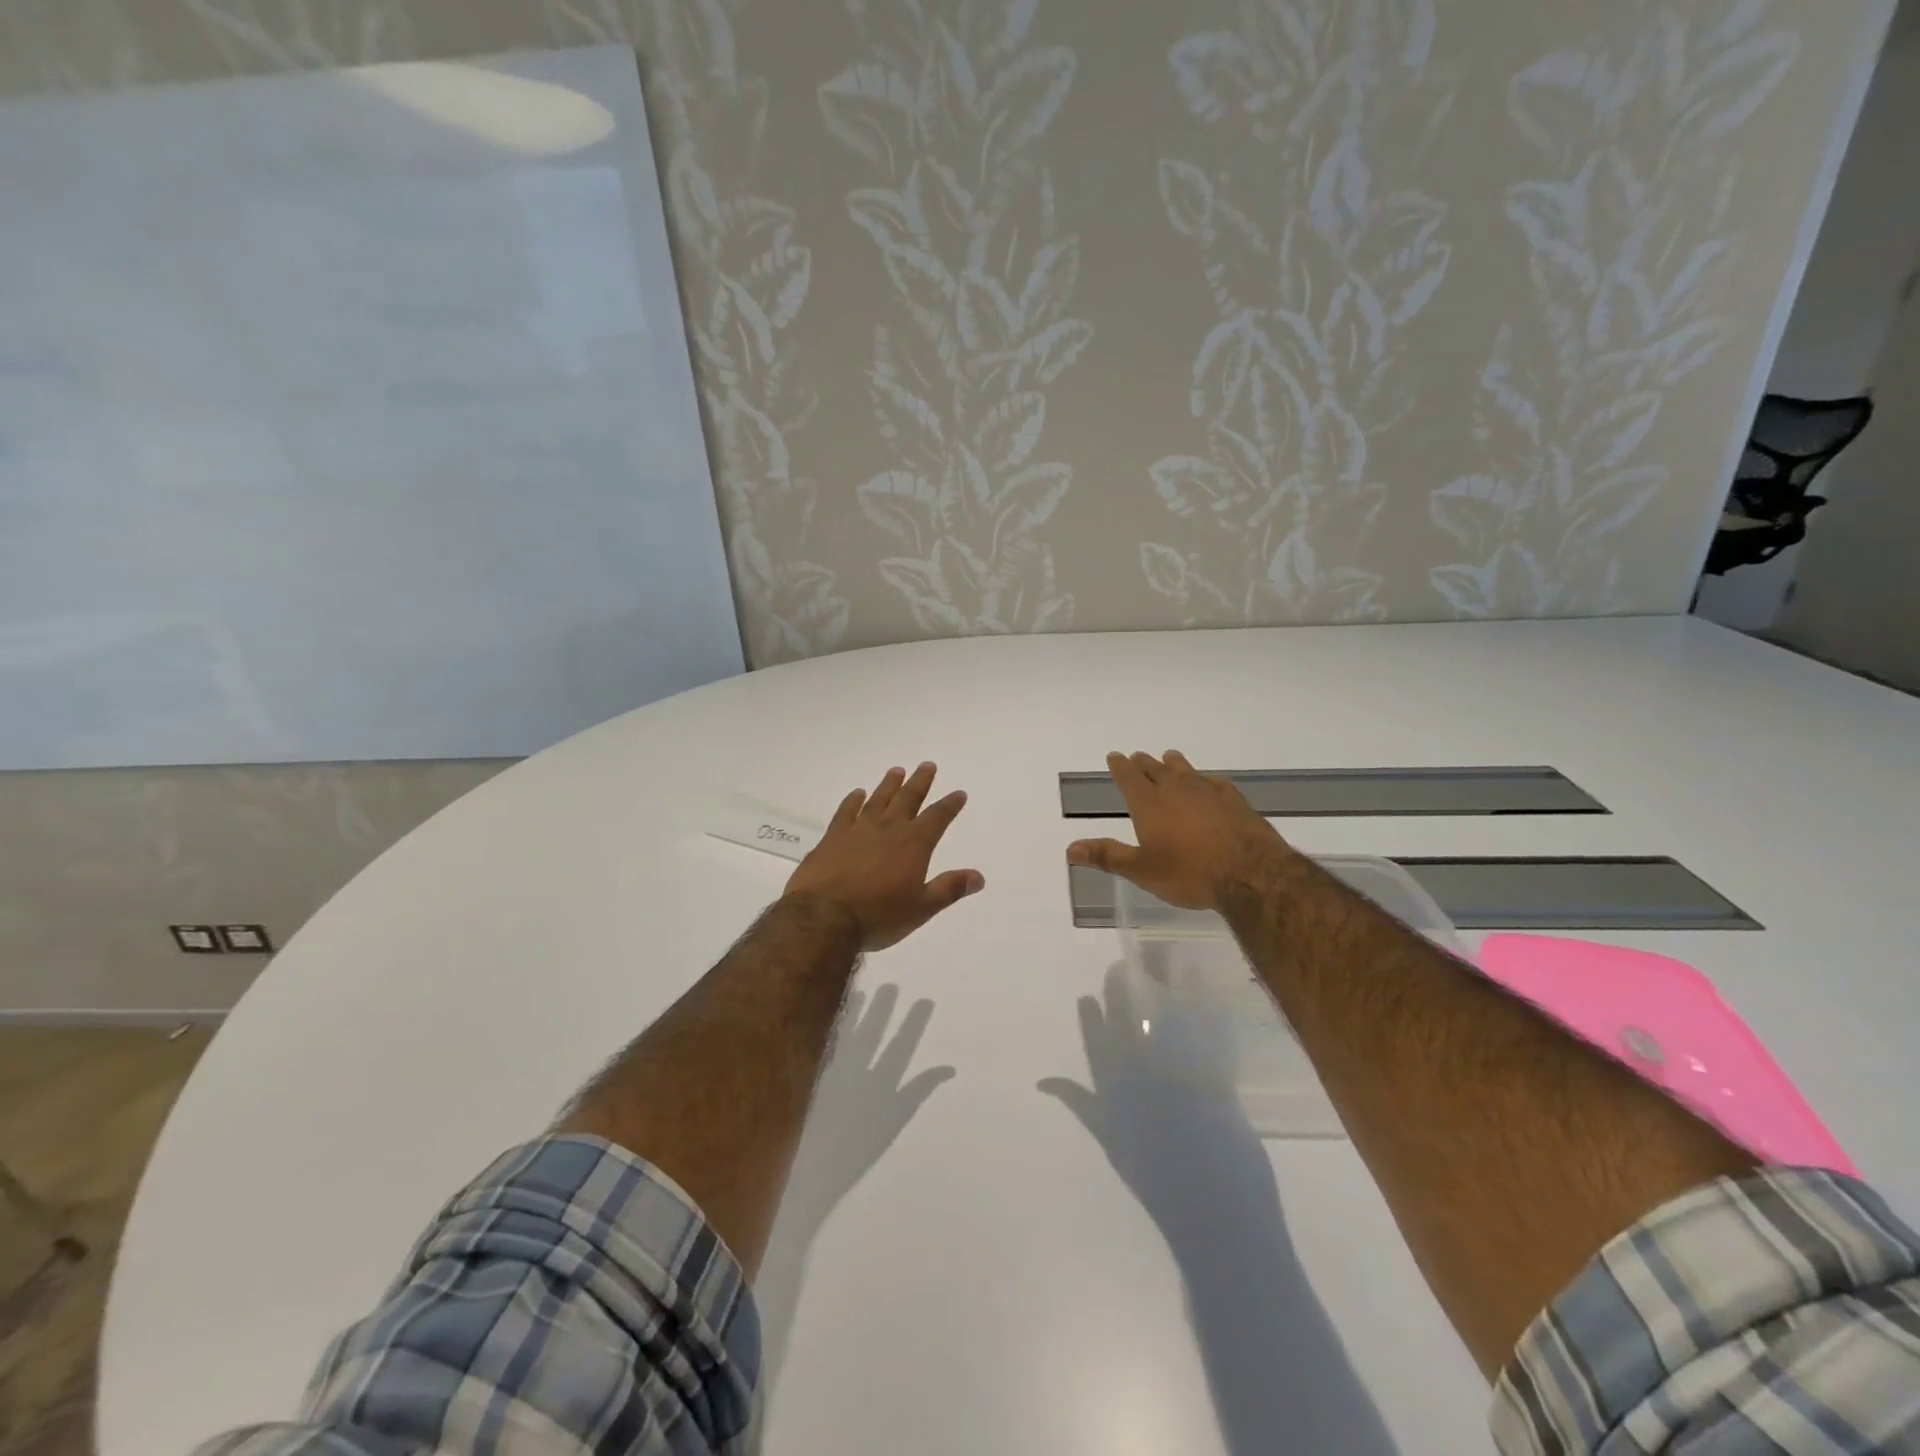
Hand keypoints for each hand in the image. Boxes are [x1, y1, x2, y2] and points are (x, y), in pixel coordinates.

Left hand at [784, 763, 984, 951]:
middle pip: (907, 799)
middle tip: (927, 765)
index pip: (937, 818)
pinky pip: (846, 811)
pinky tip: (857, 793)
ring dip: (889, 785)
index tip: (959, 793)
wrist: (824, 917)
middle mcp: (888, 829)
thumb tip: (979, 877)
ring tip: (896, 770)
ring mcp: (858, 830)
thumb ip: (949, 889)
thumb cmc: (879, 916)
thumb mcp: (921, 908)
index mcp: (913, 844)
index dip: (950, 805)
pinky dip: (853, 800)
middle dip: (920, 782)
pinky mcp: (832, 837)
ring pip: (878, 800)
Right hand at [1066, 750, 1293, 910]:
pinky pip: (1216, 782)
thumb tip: (1070, 848)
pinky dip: (1207, 780)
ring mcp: (1208, 792)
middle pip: (1155, 769)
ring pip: (1186, 770)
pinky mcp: (1235, 800)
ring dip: (1174, 763)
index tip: (1114, 755)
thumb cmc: (1189, 873)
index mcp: (1149, 804)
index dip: (1120, 766)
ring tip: (1169, 757)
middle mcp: (1176, 790)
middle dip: (1143, 763)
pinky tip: (1211, 782)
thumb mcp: (1141, 870)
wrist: (1250, 873)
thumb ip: (1107, 856)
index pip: (1129, 777)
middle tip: (1137, 757)